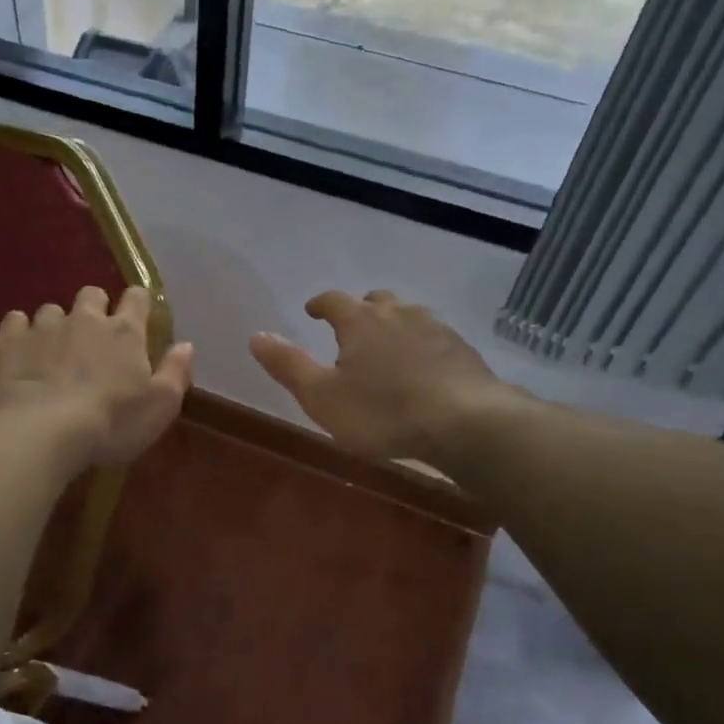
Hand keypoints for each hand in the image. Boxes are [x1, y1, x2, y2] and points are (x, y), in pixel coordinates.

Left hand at [0, 286, 193, 467]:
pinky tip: (20, 351)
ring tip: (53, 351)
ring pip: (51, 309)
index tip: (137, 317)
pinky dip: (19, 332)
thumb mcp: (159, 407)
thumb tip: (186, 345)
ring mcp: (44, 327)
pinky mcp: (10, 341)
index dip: (138, 303)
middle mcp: (85, 319)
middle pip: (92, 295)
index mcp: (125, 332)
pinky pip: (14, 321)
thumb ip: (176, 372)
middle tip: (92, 338)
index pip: (137, 298)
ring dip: (56, 324)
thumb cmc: (111, 422)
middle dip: (94, 309)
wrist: (42, 431)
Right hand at [249, 290, 510, 462]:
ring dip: (394, 325)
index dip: (320, 304)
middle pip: (376, 301)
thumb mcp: (322, 397)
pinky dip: (422, 345)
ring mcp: (435, 328)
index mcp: (360, 321)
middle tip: (352, 328)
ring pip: (409, 315)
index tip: (312, 311)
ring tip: (388, 346)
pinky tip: (424, 368)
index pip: (333, 300)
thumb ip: (288, 366)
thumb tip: (256, 336)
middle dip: (361, 310)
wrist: (466, 422)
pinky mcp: (462, 349)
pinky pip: (434, 337)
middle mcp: (398, 314)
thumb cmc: (382, 412)